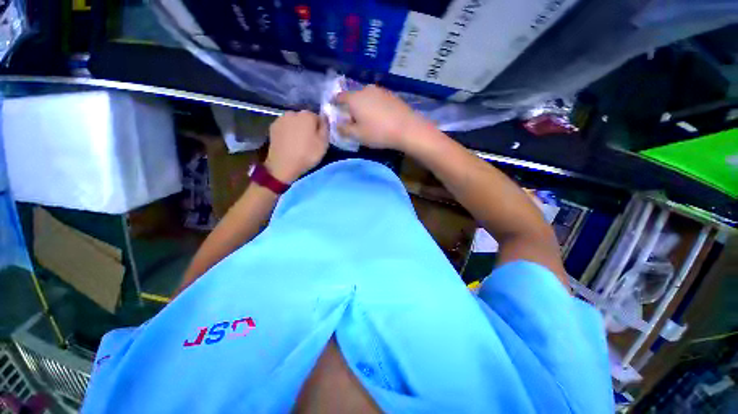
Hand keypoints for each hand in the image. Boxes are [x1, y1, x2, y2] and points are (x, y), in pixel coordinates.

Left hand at [265, 110, 327, 182]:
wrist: (284, 165)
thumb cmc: (307, 154)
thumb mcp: (324, 143)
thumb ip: (325, 127)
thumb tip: (325, 117)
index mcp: (307, 115)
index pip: (317, 118)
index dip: (320, 129)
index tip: (319, 139)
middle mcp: (293, 113)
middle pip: (304, 119)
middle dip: (307, 127)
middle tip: (309, 142)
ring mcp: (281, 119)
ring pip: (293, 123)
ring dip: (297, 130)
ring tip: (298, 144)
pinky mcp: (272, 127)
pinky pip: (285, 128)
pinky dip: (288, 133)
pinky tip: (289, 144)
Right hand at [335, 85, 425, 151]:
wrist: (407, 128)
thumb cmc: (378, 133)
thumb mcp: (357, 135)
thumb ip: (344, 129)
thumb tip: (337, 124)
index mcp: (354, 98)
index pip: (339, 97)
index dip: (335, 103)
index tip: (334, 109)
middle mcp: (366, 89)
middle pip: (354, 97)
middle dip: (351, 107)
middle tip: (353, 119)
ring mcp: (380, 90)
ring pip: (367, 97)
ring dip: (364, 106)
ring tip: (368, 119)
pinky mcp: (391, 95)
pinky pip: (378, 99)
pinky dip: (375, 106)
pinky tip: (380, 117)